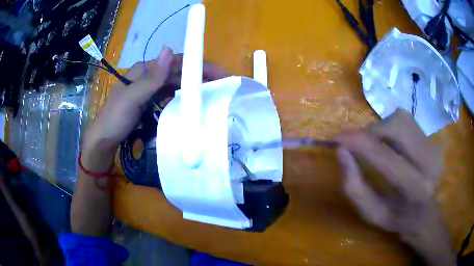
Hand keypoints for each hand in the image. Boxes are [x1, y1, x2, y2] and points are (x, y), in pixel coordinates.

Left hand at [82, 47, 227, 167]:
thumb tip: (169, 49)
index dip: (197, 64)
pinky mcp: (151, 103)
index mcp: (144, 70)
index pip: (175, 61)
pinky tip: (192, 102)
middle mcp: (149, 76)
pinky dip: (182, 97)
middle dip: (199, 76)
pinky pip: (170, 96)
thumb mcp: (132, 98)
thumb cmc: (115, 118)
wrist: (104, 141)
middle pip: (178, 72)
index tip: (218, 73)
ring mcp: (150, 90)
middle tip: (221, 86)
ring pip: (176, 84)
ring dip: (192, 86)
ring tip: (212, 94)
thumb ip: (151, 77)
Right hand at [337, 110, 454, 264]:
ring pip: (401, 119)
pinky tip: (389, 142)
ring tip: (375, 145)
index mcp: (414, 189)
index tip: (338, 139)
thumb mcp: (371, 213)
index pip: (385, 157)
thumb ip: (354, 187)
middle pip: (396, 127)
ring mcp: (432, 147)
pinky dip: (390, 126)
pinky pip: (406, 120)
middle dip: (371, 132)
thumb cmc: (396, 218)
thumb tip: (341, 151)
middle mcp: (428, 162)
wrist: (424, 213)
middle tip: (358, 143)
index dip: (360, 143)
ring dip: (381, 128)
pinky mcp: (431, 139)